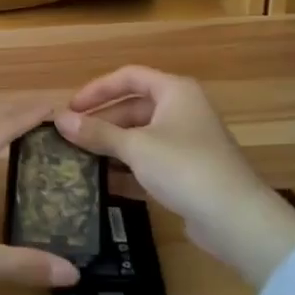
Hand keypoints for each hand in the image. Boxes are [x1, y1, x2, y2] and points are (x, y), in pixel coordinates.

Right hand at [57, 67, 294, 289]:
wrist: (235, 218)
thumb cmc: (184, 167)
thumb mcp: (135, 147)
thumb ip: (97, 132)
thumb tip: (58, 119)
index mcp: (175, 91)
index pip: (129, 76)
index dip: (97, 89)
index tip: (70, 108)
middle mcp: (183, 109)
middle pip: (134, 106)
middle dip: (102, 121)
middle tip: (70, 137)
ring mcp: (188, 141)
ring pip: (141, 135)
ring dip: (112, 145)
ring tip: (79, 159)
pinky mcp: (189, 171)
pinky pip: (150, 160)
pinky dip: (128, 167)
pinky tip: (103, 183)